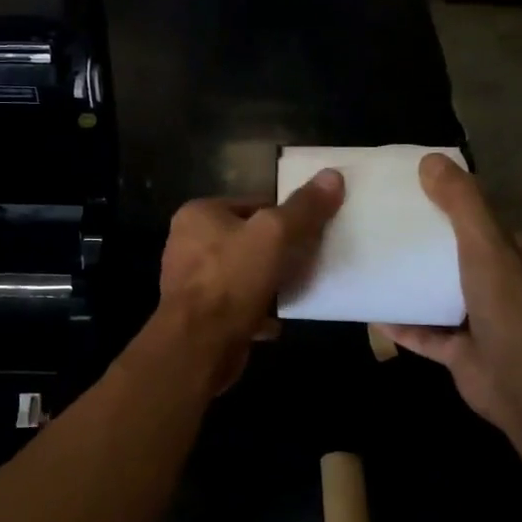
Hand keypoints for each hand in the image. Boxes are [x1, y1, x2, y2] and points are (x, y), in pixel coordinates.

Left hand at [156, 169, 344, 392]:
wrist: (198, 346)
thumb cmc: (231, 280)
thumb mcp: (274, 235)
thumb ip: (303, 207)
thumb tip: (333, 175)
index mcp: (198, 214)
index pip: (253, 203)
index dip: (285, 216)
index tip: (313, 231)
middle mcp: (188, 243)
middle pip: (248, 238)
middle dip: (278, 251)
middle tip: (311, 260)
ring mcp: (191, 280)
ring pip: (243, 273)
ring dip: (269, 281)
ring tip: (298, 288)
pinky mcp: (200, 314)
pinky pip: (237, 304)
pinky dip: (257, 310)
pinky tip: (277, 320)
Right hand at [384, 153, 521, 442]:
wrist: (520, 381)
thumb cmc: (507, 304)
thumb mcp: (484, 242)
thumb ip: (461, 202)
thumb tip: (430, 160)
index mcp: (519, 260)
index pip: (488, 227)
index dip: (458, 210)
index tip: (421, 197)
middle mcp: (505, 290)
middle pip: (462, 261)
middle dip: (430, 249)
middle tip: (390, 230)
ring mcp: (484, 325)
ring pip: (444, 298)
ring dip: (415, 287)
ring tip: (378, 265)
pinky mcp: (463, 355)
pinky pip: (426, 335)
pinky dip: (402, 325)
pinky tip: (372, 311)